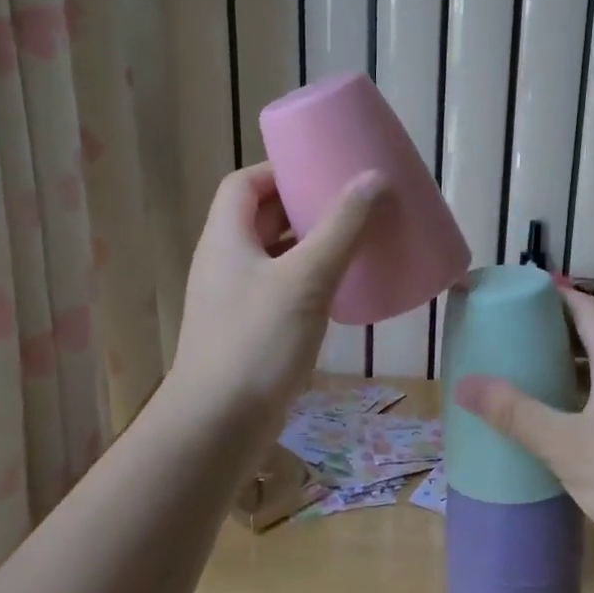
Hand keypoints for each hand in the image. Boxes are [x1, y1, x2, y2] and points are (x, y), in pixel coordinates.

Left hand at [169, 162, 384, 427]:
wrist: (219, 424)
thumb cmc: (257, 341)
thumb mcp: (305, 278)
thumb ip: (341, 228)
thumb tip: (374, 179)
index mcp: (226, 238)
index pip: (244, 184)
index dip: (278, 170)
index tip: (321, 168)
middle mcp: (225, 262)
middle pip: (261, 217)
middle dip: (303, 206)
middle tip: (349, 201)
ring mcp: (236, 299)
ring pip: (275, 256)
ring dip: (310, 244)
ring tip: (353, 239)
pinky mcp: (251, 330)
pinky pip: (282, 289)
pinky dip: (310, 280)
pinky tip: (342, 289)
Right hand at [454, 285, 593, 570]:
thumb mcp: (566, 447)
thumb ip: (516, 414)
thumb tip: (464, 384)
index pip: (589, 310)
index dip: (559, 295)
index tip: (525, 292)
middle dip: (559, 331)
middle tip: (517, 334)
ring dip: (573, 365)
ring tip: (534, 372)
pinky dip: (587, 393)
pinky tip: (567, 419)